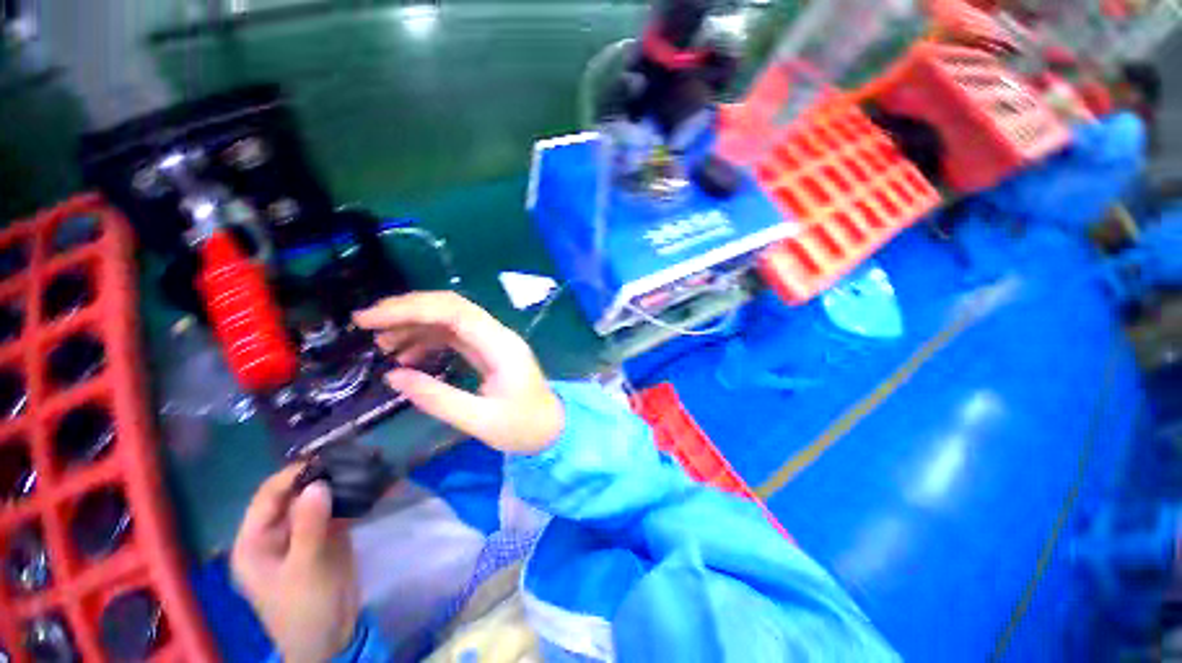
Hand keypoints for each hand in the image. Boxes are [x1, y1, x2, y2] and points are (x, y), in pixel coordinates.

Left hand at [231, 467, 359, 662]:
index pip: (268, 497)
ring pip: (318, 500)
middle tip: (352, 459)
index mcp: (255, 542)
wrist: (332, 637)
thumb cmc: (306, 608)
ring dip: (339, 485)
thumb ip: (309, 526)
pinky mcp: (326, 538)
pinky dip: (351, 498)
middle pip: (295, 495)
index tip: (324, 458)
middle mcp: (275, 534)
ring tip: (365, 466)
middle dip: (321, 477)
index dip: (292, 476)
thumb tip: (317, 483)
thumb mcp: (306, 568)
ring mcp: (302, 535)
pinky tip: (370, 486)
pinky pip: (336, 511)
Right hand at [354, 291, 563, 454]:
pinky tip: (407, 357)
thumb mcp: (480, 421)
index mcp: (501, 346)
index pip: (454, 312)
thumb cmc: (523, 427)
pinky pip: (455, 336)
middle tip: (367, 323)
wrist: (552, 428)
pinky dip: (428, 340)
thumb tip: (392, 376)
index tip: (369, 319)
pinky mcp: (488, 351)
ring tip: (381, 345)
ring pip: (450, 319)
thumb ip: (438, 399)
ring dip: (415, 325)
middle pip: (451, 307)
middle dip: (408, 309)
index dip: (410, 308)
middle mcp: (498, 336)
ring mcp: (494, 342)